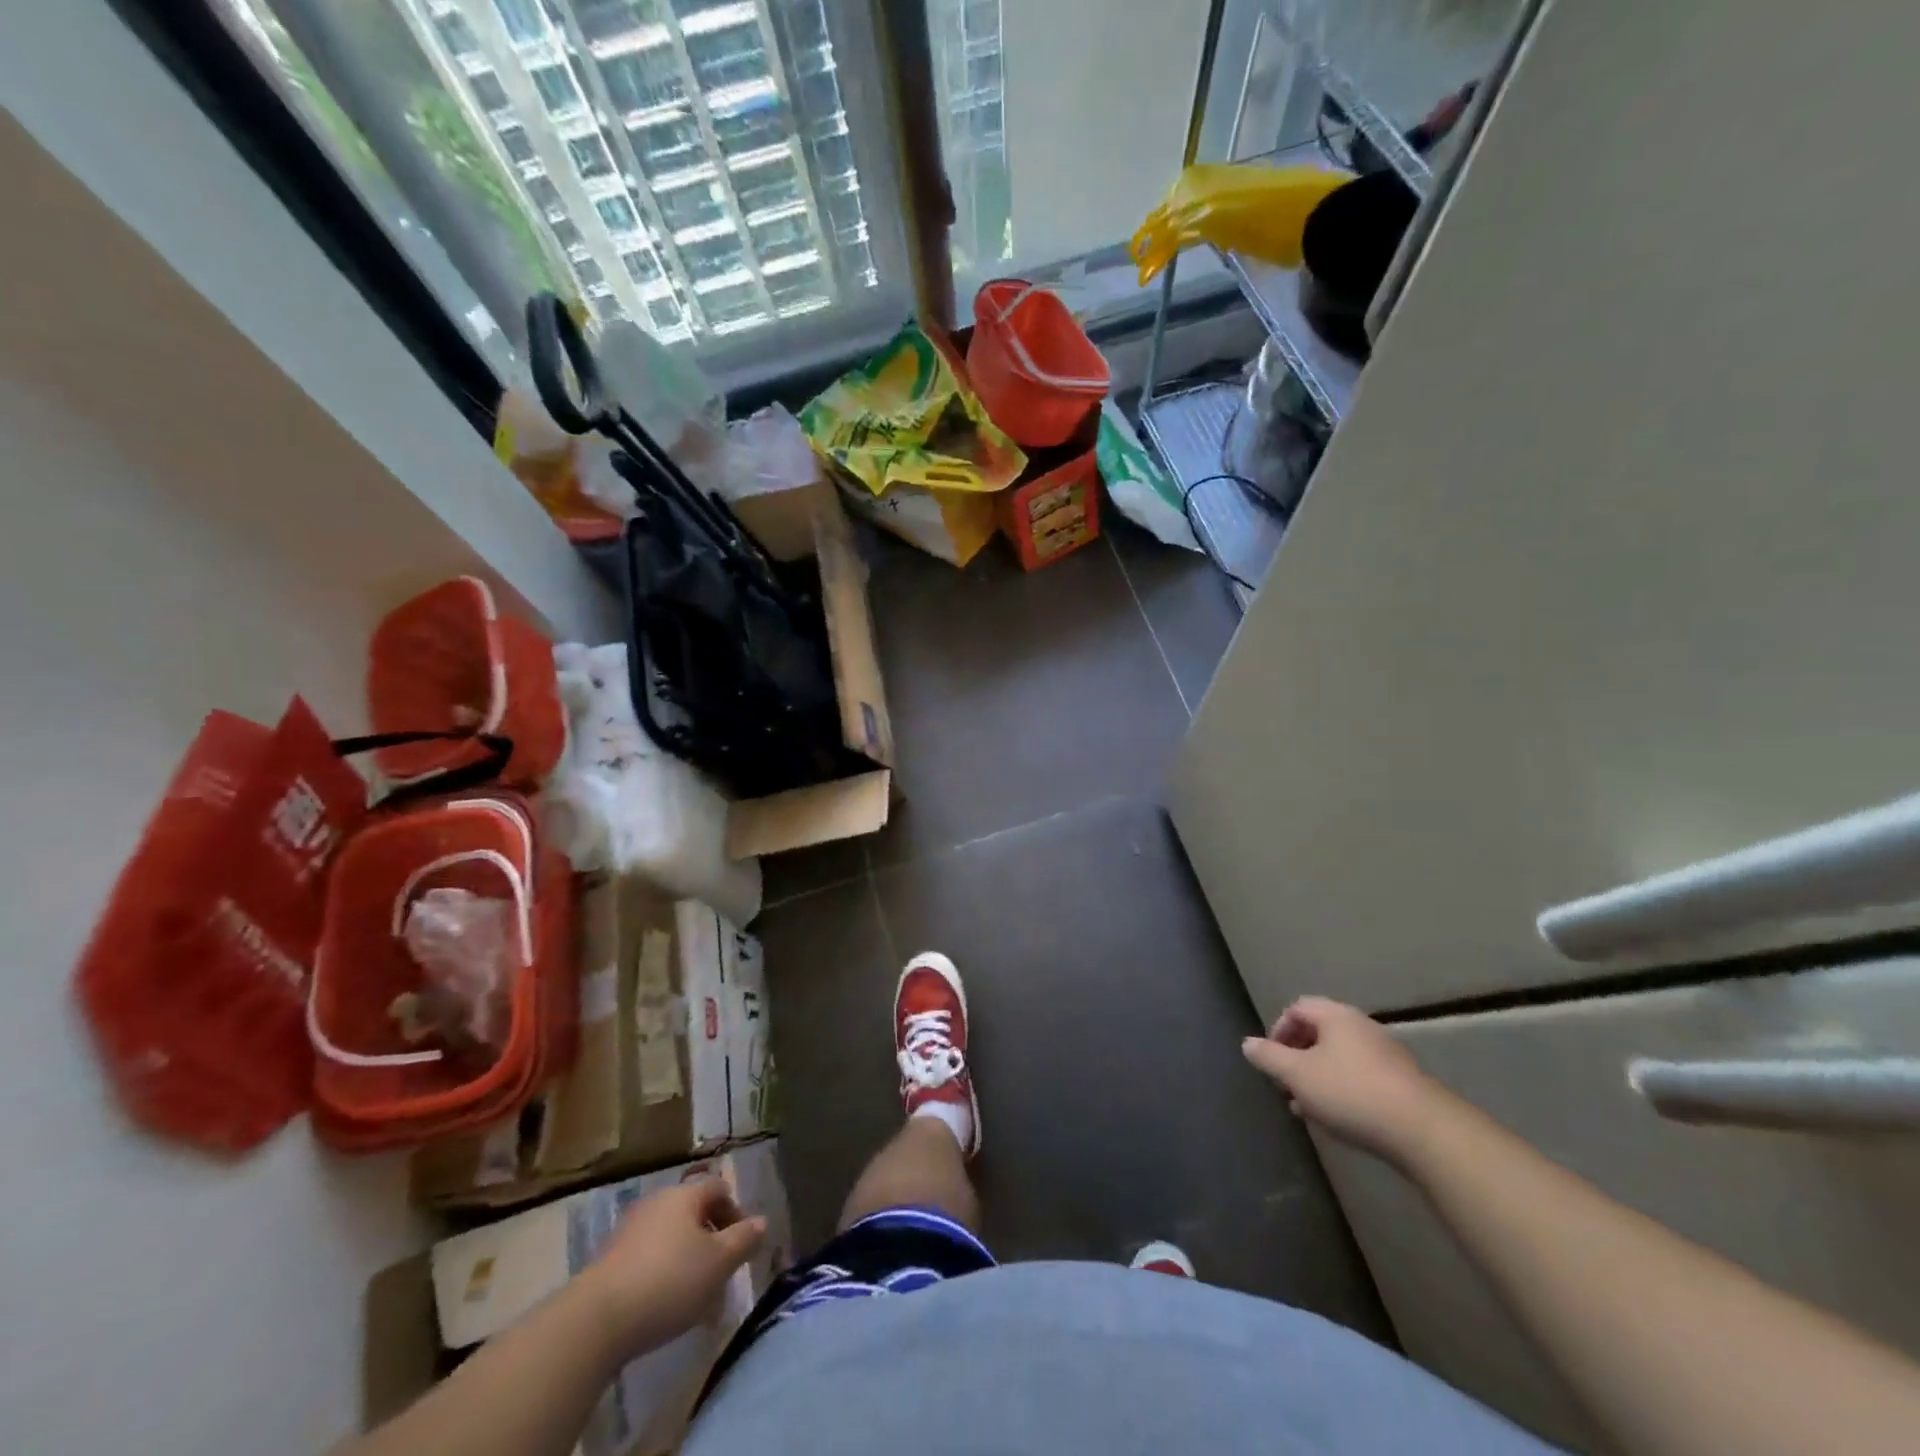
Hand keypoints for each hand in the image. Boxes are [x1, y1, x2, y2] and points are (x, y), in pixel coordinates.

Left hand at [582, 1178, 766, 1360]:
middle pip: (694, 1213)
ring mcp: (630, 1230)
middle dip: (712, 1242)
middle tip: (722, 1276)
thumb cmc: (668, 1282)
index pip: (718, 1188)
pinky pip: (648, 1259)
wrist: (595, 1321)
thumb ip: (744, 1240)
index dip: (735, 1213)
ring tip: (696, 1301)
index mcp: (684, 1195)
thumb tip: (762, 1221)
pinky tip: (665, 1309)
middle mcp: (657, 1202)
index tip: (742, 1246)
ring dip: (688, 1262)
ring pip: (671, 1239)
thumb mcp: (718, 1263)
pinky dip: (663, 1275)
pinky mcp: (609, 1260)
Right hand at [1242, 996, 1444, 1165]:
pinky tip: (1338, 1117)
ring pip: (1340, 1058)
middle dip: (1297, 1057)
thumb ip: (1269, 1058)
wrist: (1423, 1130)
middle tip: (1286, 1084)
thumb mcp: (1298, 1075)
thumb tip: (1248, 1043)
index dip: (1278, 1030)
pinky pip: (1361, 1076)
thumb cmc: (1350, 1092)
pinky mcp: (1402, 1082)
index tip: (1271, 1060)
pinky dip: (1342, 1089)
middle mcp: (1361, 1026)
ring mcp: (1386, 1054)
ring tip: (1307, 1107)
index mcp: (1335, 1016)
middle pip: (1319, 1032)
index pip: (1297, 1008)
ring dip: (1318, 1077)